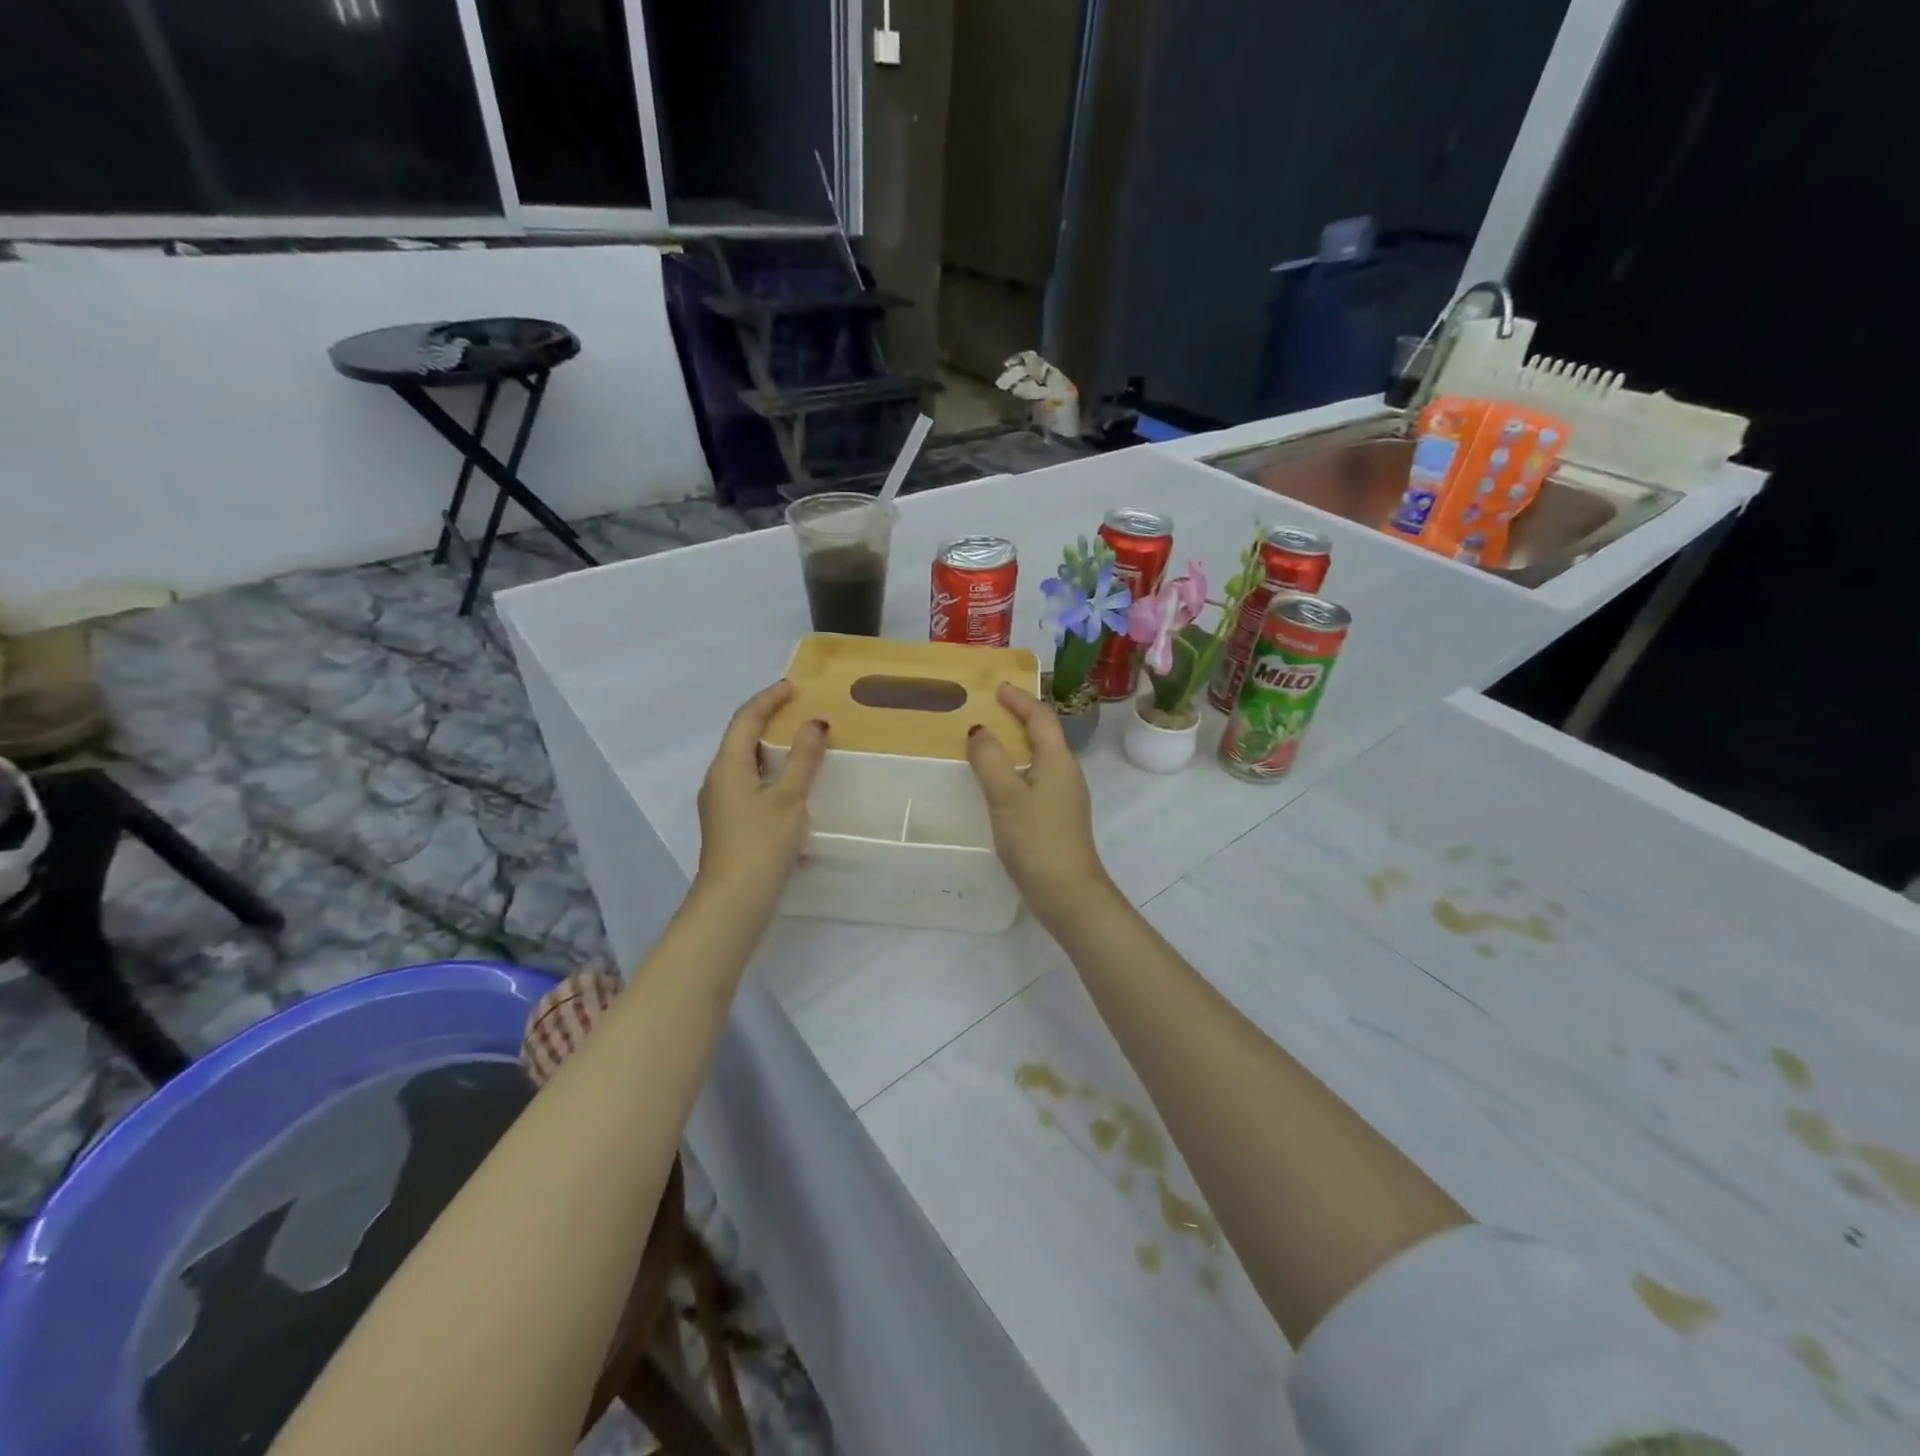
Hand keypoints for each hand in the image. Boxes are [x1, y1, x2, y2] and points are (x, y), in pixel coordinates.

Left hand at [695, 682, 829, 909]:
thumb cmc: (761, 844)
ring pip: (744, 762)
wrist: (733, 901)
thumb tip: (815, 723)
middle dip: (768, 720)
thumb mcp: (789, 798)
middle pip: (741, 738)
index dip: (768, 699)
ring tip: (799, 742)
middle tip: (800, 711)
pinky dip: (769, 771)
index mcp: (727, 766)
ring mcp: (720, 803)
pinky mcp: (728, 822)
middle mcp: (717, 778)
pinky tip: (789, 783)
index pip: (746, 719)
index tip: (793, 687)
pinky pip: (748, 782)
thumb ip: (803, 759)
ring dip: (770, 747)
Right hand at [965, 684, 1115, 924]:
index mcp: (1058, 760)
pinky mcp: (1059, 816)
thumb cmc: (1037, 840)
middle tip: (989, 711)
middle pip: (1044, 734)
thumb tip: (979, 730)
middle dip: (1018, 718)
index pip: (1041, 717)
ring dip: (1017, 744)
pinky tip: (999, 783)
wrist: (1068, 893)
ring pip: (1040, 757)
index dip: (1020, 699)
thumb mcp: (1006, 796)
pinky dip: (1017, 768)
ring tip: (989, 743)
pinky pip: (1037, 777)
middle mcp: (1067, 772)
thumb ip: (990, 760)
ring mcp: (1066, 796)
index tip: (997, 688)